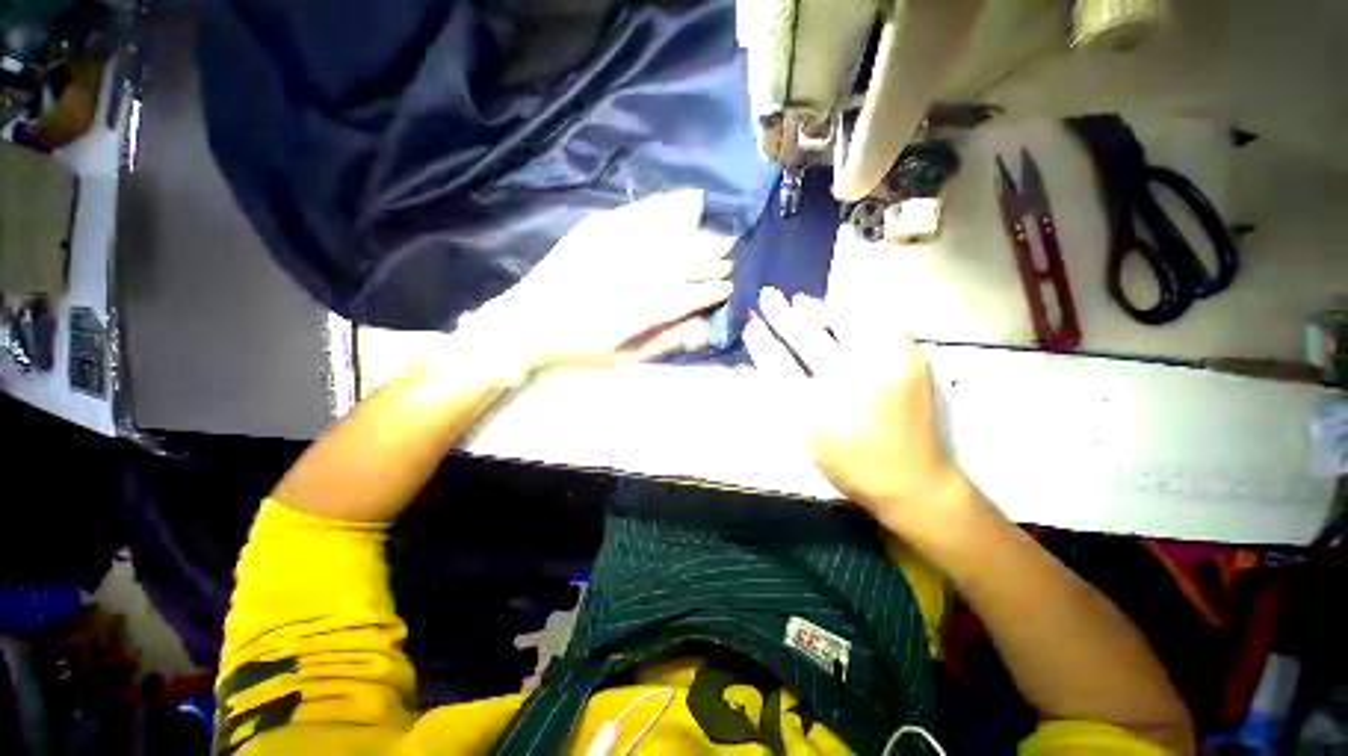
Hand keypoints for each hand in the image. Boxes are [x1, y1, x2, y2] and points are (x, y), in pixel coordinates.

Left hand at [463, 191, 734, 372]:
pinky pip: (640, 214)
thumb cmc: (579, 344)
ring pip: (667, 237)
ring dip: (697, 236)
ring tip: (717, 235)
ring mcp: (613, 248)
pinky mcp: (597, 229)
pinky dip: (667, 208)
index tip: (728, 286)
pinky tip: (688, 203)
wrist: (530, 319)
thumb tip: (699, 328)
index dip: (709, 290)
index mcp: (637, 312)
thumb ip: (663, 341)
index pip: (685, 297)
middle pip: (681, 263)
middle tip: (730, 255)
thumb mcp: (623, 355)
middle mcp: (630, 277)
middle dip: (710, 259)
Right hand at [743, 288, 968, 532]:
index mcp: (817, 408)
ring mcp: (882, 367)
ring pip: (842, 324)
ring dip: (817, 310)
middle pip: (806, 338)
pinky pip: (876, 324)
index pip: (779, 363)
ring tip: (800, 300)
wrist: (914, 481)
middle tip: (768, 296)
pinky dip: (853, 314)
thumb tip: (775, 365)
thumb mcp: (809, 439)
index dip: (762, 341)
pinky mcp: (909, 360)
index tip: (750, 324)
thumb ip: (791, 399)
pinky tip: (839, 310)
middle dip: (782, 315)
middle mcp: (848, 381)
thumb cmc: (852, 466)